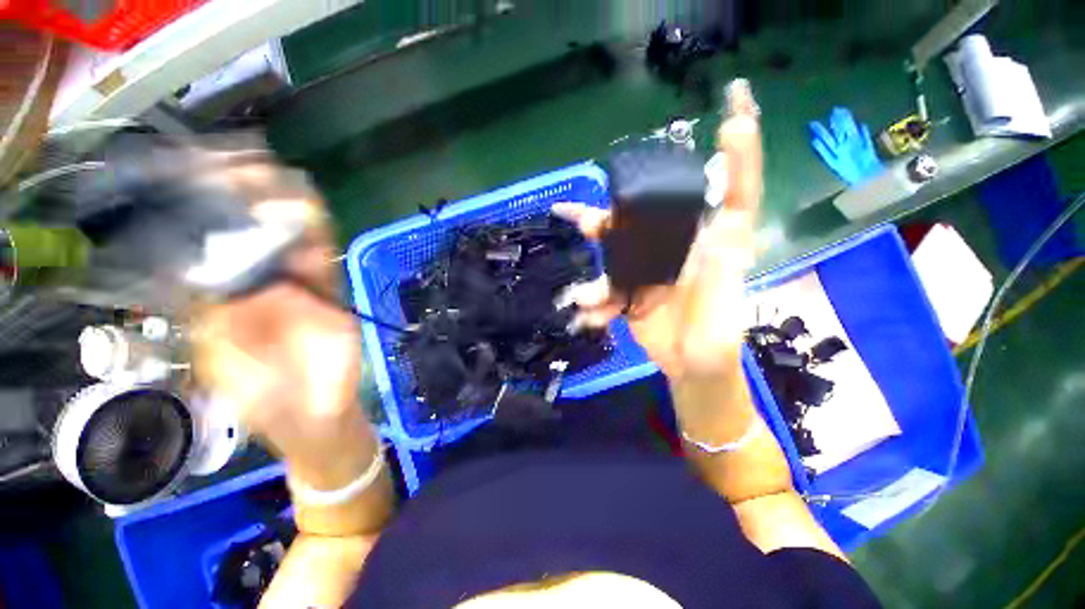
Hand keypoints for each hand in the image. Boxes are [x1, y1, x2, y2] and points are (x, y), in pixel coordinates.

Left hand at [191, 156, 376, 490]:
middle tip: (230, 160)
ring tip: (268, 170)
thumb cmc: (263, 400)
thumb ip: (207, 317)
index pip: (202, 244)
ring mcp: (295, 287)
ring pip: (286, 240)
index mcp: (217, 301)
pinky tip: (306, 205)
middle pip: (244, 233)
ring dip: (277, 206)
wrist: (316, 415)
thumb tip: (189, 265)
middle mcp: (253, 285)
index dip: (194, 210)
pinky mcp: (329, 294)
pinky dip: (315, 233)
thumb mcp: (221, 361)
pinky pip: (321, 259)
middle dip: (235, 197)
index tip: (186, 175)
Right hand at [554, 79, 762, 382]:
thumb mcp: (723, 308)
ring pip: (621, 240)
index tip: (737, 107)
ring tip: (571, 221)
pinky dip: (594, 299)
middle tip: (596, 192)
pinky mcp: (631, 288)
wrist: (690, 370)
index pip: (735, 193)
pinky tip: (586, 314)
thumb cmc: (715, 341)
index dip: (740, 153)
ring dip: (596, 234)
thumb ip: (721, 268)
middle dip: (625, 197)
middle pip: (655, 210)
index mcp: (714, 246)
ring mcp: (652, 266)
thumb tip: (724, 216)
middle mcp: (682, 247)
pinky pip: (607, 283)